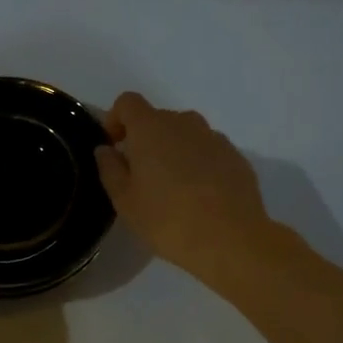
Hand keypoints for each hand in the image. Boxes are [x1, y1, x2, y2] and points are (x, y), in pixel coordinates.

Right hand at [94, 92, 277, 291]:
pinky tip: (200, 195)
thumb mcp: (125, 201)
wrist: (232, 240)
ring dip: (173, 150)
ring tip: (173, 186)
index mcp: (151, 128)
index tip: (115, 146)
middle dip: (145, 139)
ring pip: (185, 134)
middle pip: (157, 118)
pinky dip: (199, 162)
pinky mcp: (236, 156)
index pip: (127, 102)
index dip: (116, 119)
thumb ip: (110, 168)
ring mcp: (214, 137)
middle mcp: (183, 123)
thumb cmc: (168, 220)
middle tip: (141, 175)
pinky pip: (208, 150)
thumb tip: (106, 149)